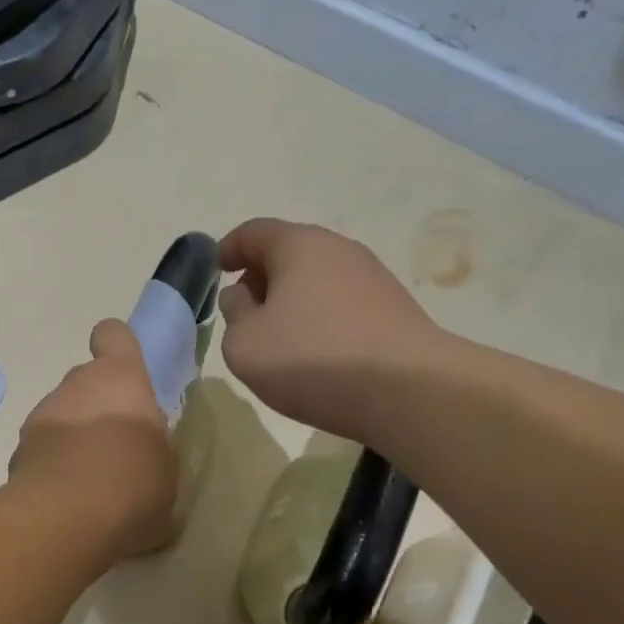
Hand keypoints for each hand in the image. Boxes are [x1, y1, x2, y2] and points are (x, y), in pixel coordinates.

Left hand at [10, 319, 178, 559]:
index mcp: (120, 379)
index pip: (114, 335)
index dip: (117, 346)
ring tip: (91, 480)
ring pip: (62, 415)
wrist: (67, 518)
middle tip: (116, 446)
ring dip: (74, 436)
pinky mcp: (18, 451)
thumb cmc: (134, 482)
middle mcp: (76, 385)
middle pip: (86, 381)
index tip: (124, 371)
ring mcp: (41, 416)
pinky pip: (42, 448)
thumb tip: (140, 441)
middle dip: (98, 406)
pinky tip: (67, 497)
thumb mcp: (166, 464)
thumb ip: (152, 441)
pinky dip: (53, 464)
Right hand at [218, 218, 443, 441]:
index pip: (254, 232)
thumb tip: (243, 296)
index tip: (216, 269)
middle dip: (260, 276)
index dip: (228, 248)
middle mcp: (340, 250)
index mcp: (299, 246)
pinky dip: (319, 316)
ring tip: (278, 338)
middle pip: (289, 252)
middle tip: (243, 310)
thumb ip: (233, 314)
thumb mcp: (244, 344)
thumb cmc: (312, 360)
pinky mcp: (394, 308)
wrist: (408, 392)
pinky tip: (316, 352)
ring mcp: (372, 278)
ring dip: (291, 299)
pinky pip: (341, 303)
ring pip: (317, 279)